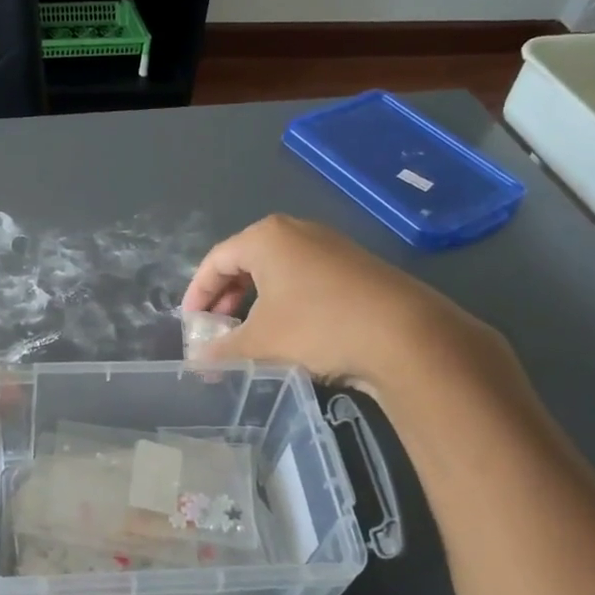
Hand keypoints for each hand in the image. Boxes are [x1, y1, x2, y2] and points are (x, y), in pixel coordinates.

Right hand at [183, 215, 518, 399]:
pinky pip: (305, 282)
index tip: (190, 325)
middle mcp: (298, 232)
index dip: (197, 294)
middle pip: (246, 263)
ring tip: (250, 337)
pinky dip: (286, 305)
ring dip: (256, 305)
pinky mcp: (355, 269)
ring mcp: (331, 248)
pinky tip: (289, 336)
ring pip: (277, 273)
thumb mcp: (260, 342)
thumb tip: (199, 362)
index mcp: (266, 237)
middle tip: (217, 332)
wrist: (404, 335)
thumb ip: (222, 351)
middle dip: (226, 300)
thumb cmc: (317, 326)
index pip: (215, 260)